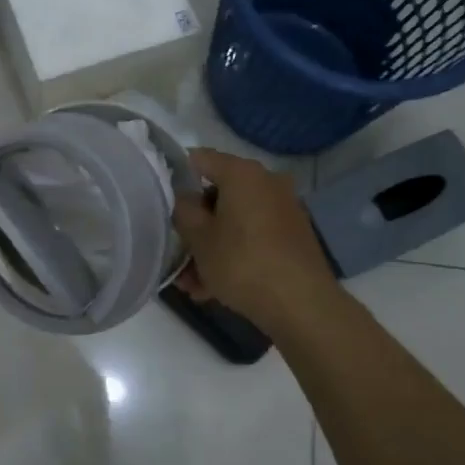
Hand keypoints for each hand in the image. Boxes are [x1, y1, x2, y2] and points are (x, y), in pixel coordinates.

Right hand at [173, 148, 340, 337]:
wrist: (302, 305)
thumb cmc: (242, 263)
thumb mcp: (199, 238)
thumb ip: (183, 210)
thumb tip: (185, 198)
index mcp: (242, 173)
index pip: (199, 159)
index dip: (176, 177)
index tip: (162, 202)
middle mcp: (266, 182)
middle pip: (218, 195)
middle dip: (195, 225)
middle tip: (176, 253)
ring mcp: (283, 209)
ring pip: (234, 221)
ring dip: (210, 247)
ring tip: (191, 284)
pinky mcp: (292, 236)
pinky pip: (252, 237)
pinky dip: (233, 254)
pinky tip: (213, 288)